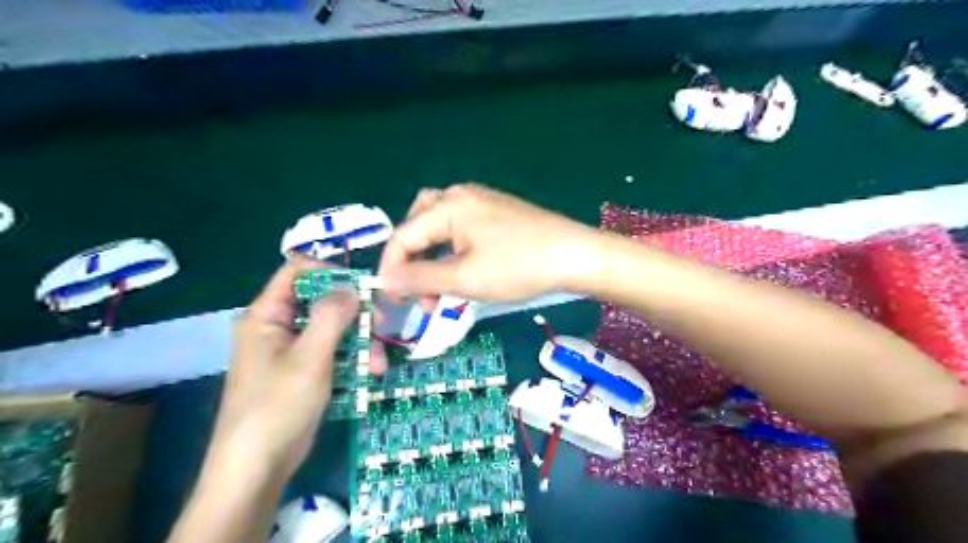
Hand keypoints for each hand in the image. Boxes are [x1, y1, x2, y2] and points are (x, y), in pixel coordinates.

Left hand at [209, 262, 366, 480]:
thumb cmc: (277, 407)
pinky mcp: (304, 371)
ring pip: (333, 329)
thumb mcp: (309, 358)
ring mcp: (292, 350)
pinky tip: (369, 375)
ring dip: (359, 343)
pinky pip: (333, 352)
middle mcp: (278, 327)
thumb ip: (332, 316)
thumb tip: (353, 288)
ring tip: (378, 366)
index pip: (297, 272)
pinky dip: (352, 360)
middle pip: (322, 302)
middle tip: (381, 325)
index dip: (330, 273)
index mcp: (267, 315)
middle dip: (355, 315)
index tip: (362, 289)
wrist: (257, 468)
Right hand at [379, 185, 601, 303]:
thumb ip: (420, 278)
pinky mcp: (497, 212)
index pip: (403, 235)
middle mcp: (461, 195)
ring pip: (440, 226)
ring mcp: (482, 201)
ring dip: (431, 255)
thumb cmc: (518, 267)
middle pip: (418, 224)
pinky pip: (461, 227)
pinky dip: (452, 249)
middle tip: (418, 290)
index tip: (392, 300)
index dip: (392, 268)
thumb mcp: (465, 278)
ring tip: (439, 284)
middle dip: (412, 259)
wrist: (576, 256)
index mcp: (448, 206)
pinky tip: (462, 268)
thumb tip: (385, 280)